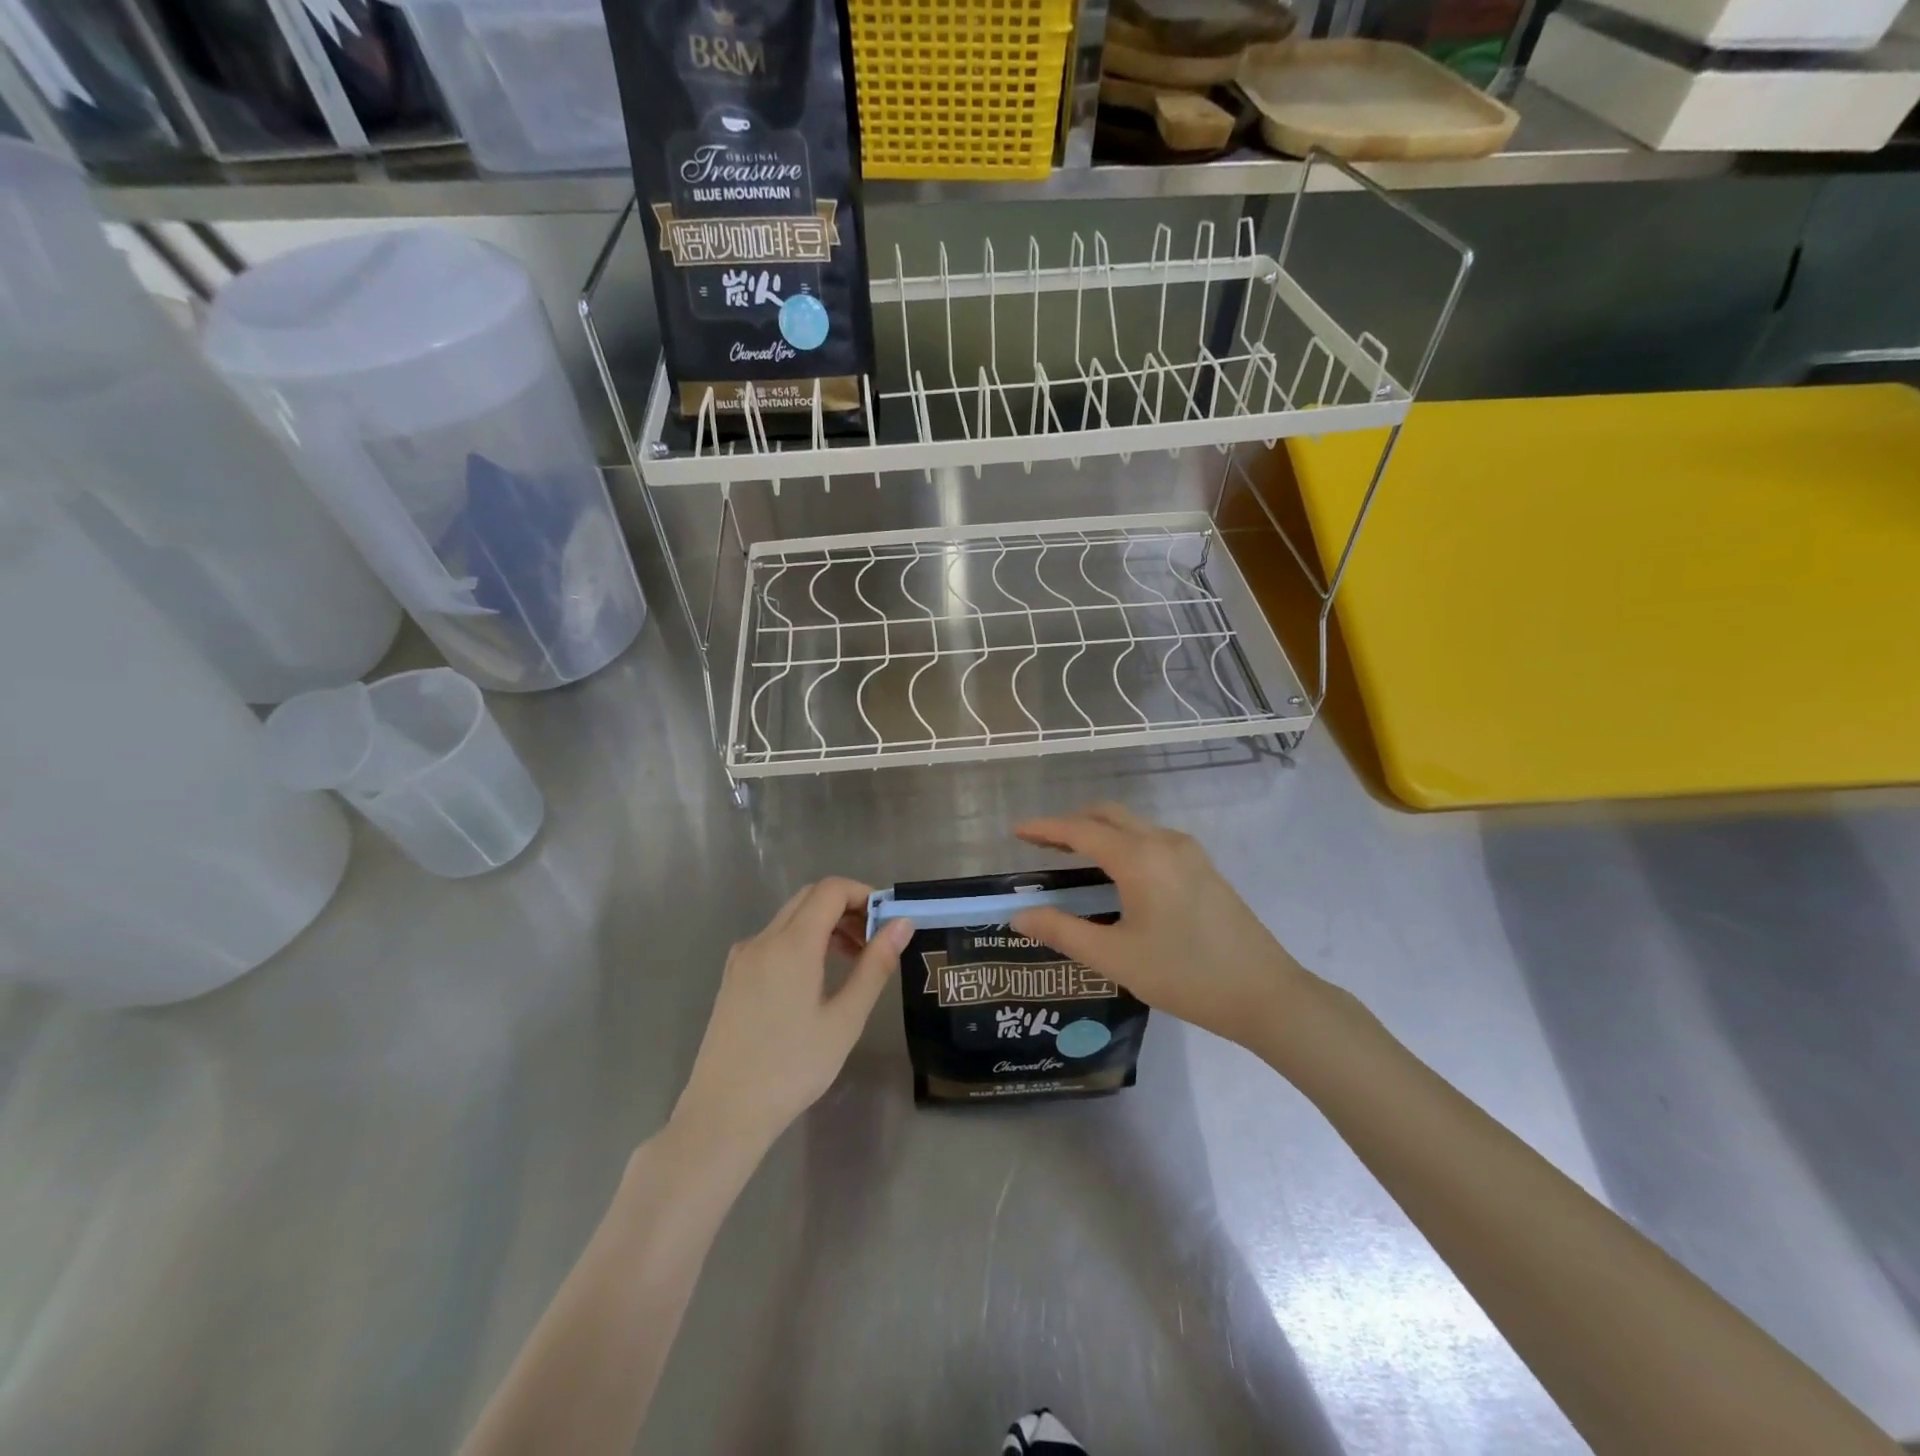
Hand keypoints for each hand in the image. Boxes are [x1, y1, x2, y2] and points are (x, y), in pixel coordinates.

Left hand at [673, 879, 913, 1151]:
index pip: (831, 890)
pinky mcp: (733, 977)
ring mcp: (743, 957)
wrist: (723, 1113)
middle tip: (875, 940)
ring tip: (853, 959)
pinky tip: (817, 977)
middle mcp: (763, 939)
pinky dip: (802, 941)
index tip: (888, 920)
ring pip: (790, 918)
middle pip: (809, 898)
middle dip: (847, 908)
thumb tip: (902, 924)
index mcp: (791, 944)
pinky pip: (773, 940)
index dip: (864, 894)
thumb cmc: (792, 1068)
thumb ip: (875, 965)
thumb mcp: (845, 1019)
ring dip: (825, 924)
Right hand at [1010, 803, 1310, 1046]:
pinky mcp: (1203, 867)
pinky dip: (1123, 841)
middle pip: (1108, 814)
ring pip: (1133, 824)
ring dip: (1099, 830)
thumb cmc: (1184, 976)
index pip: (1080, 831)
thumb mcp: (1115, 957)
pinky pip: (1152, 838)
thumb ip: (1062, 931)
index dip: (1044, 829)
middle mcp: (1163, 842)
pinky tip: (1117, 872)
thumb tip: (1019, 915)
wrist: (1265, 994)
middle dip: (1071, 823)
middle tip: (1042, 844)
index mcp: (1139, 858)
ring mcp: (1189, 852)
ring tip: (1073, 856)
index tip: (1016, 832)